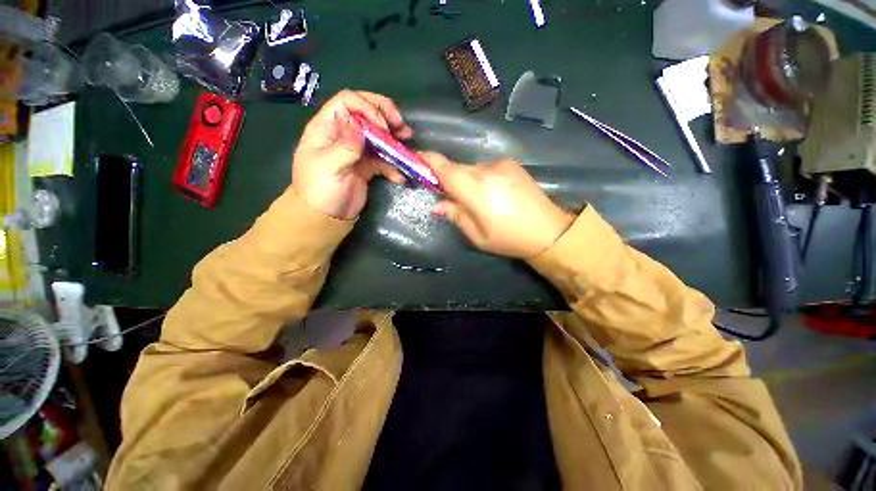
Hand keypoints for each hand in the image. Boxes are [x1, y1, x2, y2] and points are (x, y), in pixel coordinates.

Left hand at [292, 90, 411, 219]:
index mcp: (327, 127)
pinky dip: (393, 166)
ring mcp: (356, 150)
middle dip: (385, 116)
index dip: (368, 107)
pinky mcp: (367, 166)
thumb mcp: (328, 166)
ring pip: (378, 136)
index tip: (383, 126)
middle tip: (401, 126)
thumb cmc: (320, 190)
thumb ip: (345, 144)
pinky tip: (400, 176)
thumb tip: (358, 123)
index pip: (347, 101)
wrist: (326, 217)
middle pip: (365, 113)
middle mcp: (343, 134)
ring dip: (394, 138)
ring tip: (408, 141)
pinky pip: (383, 160)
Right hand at [427, 154, 574, 257]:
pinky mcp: (512, 164)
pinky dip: (481, 178)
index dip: (427, 161)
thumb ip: (455, 215)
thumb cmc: (508, 238)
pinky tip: (492, 194)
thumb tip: (437, 204)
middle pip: (456, 167)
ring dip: (466, 180)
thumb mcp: (477, 235)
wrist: (549, 230)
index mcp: (474, 188)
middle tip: (450, 197)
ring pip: (471, 168)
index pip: (443, 167)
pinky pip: (486, 168)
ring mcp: (501, 164)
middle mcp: (486, 170)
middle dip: (448, 179)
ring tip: (477, 201)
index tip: (416, 162)